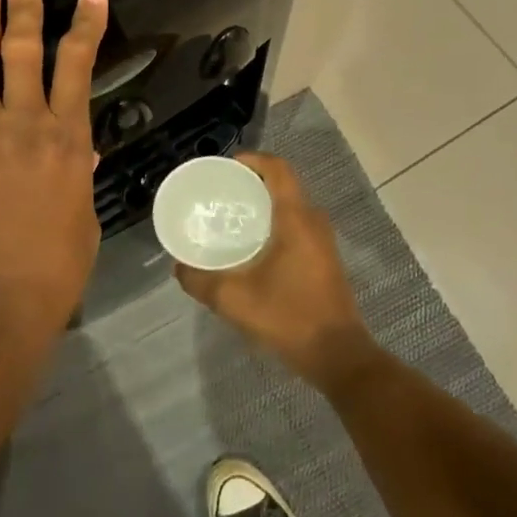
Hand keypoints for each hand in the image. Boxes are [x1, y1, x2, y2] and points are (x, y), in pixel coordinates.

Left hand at [0, 0, 108, 333]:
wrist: (0, 298)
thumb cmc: (55, 265)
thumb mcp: (81, 213)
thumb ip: (78, 171)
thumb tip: (79, 147)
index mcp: (68, 137)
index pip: (79, 64)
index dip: (86, 23)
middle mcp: (25, 122)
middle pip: (25, 50)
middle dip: (24, 6)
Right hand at [175, 152, 379, 390]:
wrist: (339, 356)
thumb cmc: (289, 317)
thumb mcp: (234, 299)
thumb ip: (200, 280)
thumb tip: (178, 267)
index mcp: (296, 219)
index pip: (278, 169)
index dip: (252, 159)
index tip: (225, 167)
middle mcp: (313, 221)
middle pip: (283, 185)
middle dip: (252, 183)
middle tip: (221, 193)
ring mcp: (323, 241)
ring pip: (291, 207)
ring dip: (264, 205)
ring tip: (231, 217)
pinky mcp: (325, 259)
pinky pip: (297, 226)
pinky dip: (274, 224)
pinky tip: (252, 246)